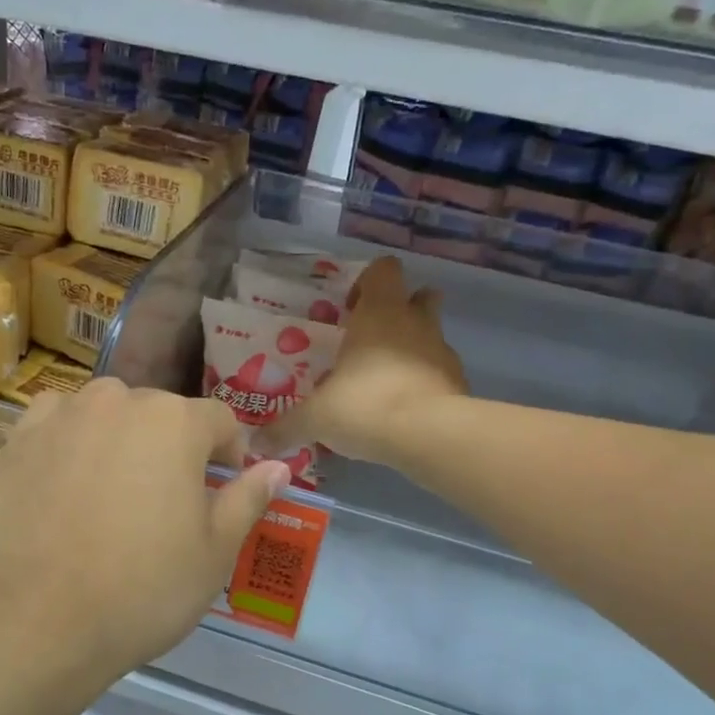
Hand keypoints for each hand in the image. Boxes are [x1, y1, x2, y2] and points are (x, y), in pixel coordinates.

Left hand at [0, 379, 290, 692]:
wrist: (34, 620)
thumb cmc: (141, 589)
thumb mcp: (214, 552)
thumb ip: (248, 498)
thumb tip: (277, 467)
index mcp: (176, 422)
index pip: (220, 421)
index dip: (229, 453)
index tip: (222, 488)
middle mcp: (119, 400)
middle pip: (161, 414)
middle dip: (173, 448)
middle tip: (164, 502)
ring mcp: (63, 415)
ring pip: (108, 414)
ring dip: (121, 439)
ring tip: (113, 492)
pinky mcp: (19, 438)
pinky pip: (59, 424)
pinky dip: (71, 441)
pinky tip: (67, 483)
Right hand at [263, 256, 466, 464]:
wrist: (429, 435)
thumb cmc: (365, 405)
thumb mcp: (315, 418)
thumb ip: (285, 427)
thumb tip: (256, 444)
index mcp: (378, 313)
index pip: (383, 270)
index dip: (367, 282)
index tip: (349, 310)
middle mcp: (414, 322)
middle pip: (419, 295)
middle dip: (400, 310)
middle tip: (371, 340)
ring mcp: (442, 351)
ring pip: (432, 333)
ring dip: (413, 347)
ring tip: (385, 379)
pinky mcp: (459, 382)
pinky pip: (440, 372)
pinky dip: (425, 382)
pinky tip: (404, 409)